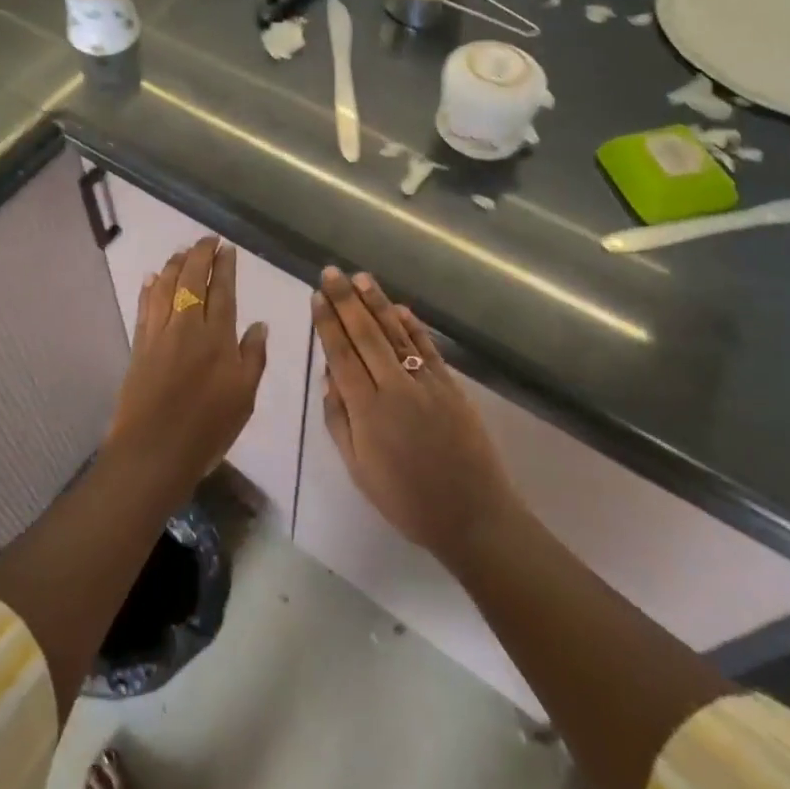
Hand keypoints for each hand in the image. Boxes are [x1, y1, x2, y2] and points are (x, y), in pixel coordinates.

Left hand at [106, 238, 268, 489]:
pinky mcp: (140, 345)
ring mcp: (159, 334)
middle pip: (191, 279)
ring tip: (183, 251)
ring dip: (175, 264)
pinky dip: (150, 288)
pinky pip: (145, 306)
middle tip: (207, 239)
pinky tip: (153, 277)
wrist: (154, 451)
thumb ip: (253, 356)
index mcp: (218, 337)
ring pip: (166, 286)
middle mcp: (187, 326)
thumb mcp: (245, 397)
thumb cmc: (207, 428)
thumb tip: (260, 324)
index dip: (225, 266)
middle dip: (200, 254)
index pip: (222, 290)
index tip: (227, 248)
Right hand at [312, 268, 520, 568]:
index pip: (341, 355)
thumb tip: (329, 377)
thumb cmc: (406, 500)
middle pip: (365, 335)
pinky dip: (413, 325)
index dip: (327, 323)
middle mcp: (394, 388)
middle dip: (346, 301)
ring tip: (361, 278)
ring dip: (376, 303)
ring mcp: (426, 383)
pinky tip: (399, 307)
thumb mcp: (359, 469)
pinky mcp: (451, 386)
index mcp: (366, 410)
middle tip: (331, 272)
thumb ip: (339, 421)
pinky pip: (427, 348)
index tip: (317, 296)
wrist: (472, 516)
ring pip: (396, 333)